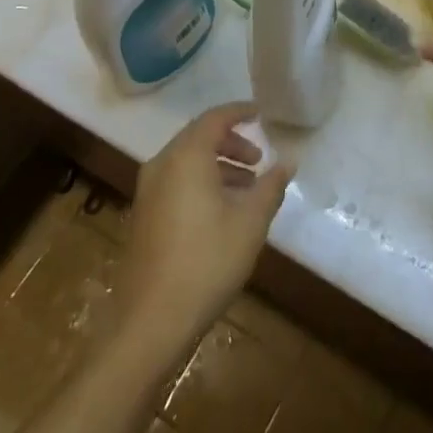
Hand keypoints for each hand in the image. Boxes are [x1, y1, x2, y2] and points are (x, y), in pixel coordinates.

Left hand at [117, 104, 293, 357]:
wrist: (151, 320)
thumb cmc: (207, 262)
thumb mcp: (250, 222)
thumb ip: (271, 186)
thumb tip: (288, 161)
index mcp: (186, 156)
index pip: (215, 118)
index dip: (240, 112)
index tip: (262, 114)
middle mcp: (162, 164)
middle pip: (199, 137)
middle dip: (231, 142)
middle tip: (258, 160)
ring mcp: (148, 191)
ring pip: (187, 160)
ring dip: (218, 164)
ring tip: (247, 188)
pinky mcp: (144, 214)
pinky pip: (176, 180)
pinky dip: (201, 181)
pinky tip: (222, 210)